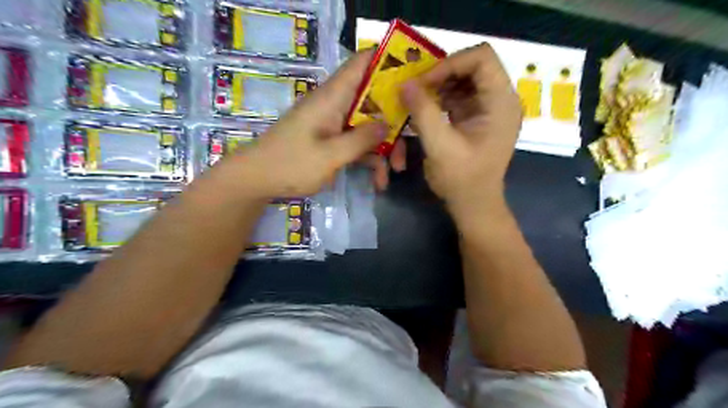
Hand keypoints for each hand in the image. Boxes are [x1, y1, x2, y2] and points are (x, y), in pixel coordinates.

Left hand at [220, 50, 392, 198]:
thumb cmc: (290, 164)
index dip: (388, 62)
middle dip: (393, 124)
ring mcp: (335, 124)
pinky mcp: (332, 141)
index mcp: (333, 97)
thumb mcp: (329, 155)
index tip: (414, 77)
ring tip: (392, 175)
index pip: (362, 64)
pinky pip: (358, 144)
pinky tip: (378, 182)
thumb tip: (388, 124)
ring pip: (369, 127)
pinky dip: (369, 160)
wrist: (258, 181)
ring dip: (383, 149)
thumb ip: (361, 139)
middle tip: (406, 149)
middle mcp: (336, 105)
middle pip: (374, 103)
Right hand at [397, 45, 522, 213]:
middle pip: (473, 65)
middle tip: (416, 88)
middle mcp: (501, 99)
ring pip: (464, 79)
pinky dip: (441, 97)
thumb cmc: (462, 179)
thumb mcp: (440, 145)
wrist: (473, 204)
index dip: (450, 63)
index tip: (425, 82)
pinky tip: (425, 109)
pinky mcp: (479, 118)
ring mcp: (490, 108)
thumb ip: (423, 111)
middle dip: (442, 73)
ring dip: (439, 85)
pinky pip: (460, 96)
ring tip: (418, 99)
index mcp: (501, 102)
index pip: (481, 58)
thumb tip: (404, 84)